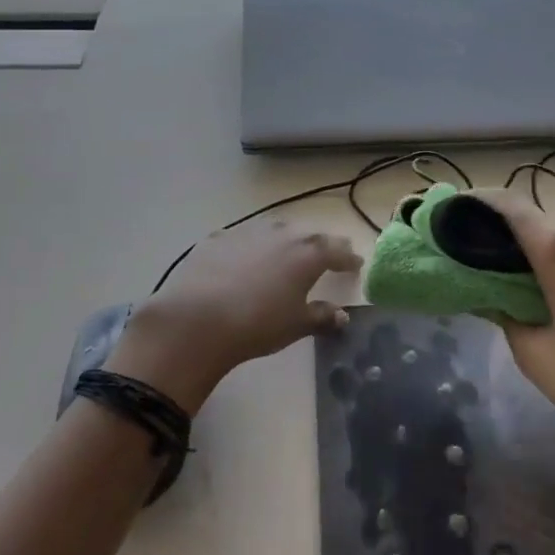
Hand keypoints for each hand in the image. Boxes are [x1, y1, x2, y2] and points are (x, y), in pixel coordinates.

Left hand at [105, 220, 362, 413]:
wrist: (198, 318)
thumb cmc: (258, 324)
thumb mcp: (296, 325)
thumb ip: (322, 317)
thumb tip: (342, 316)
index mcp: (308, 253)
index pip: (336, 250)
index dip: (348, 257)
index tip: (355, 263)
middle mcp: (282, 234)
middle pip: (309, 235)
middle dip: (321, 244)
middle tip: (328, 253)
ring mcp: (248, 232)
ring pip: (276, 229)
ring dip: (287, 239)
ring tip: (289, 251)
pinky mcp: (218, 238)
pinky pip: (243, 238)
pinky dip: (253, 246)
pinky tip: (247, 258)